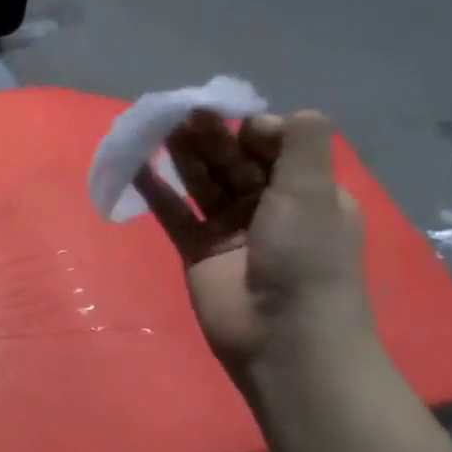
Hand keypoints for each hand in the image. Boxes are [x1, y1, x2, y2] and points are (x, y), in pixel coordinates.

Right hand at [134, 110, 372, 372]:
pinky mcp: (198, 251)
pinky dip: (156, 191)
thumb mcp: (314, 193)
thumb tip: (273, 114)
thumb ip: (300, 146)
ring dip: (183, 157)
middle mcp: (269, 207)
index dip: (251, 130)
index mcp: (305, 192)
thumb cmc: (306, 258)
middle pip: (233, 161)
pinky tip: (137, 167)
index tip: (232, 121)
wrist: (283, 337)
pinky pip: (174, 214)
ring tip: (158, 128)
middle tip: (183, 113)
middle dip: (210, 137)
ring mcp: (230, 230)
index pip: (274, 147)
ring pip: (202, 183)